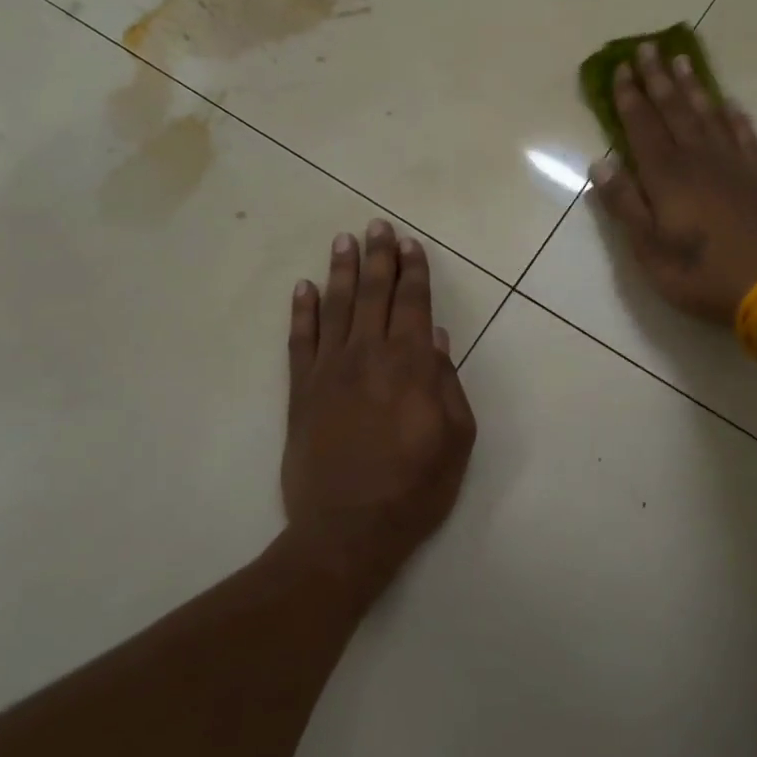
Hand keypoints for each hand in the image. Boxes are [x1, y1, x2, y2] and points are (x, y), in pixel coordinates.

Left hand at [282, 220, 476, 604]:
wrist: (348, 530)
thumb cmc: (415, 488)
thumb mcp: (456, 440)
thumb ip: (449, 384)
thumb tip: (439, 340)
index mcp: (411, 366)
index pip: (414, 305)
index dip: (413, 272)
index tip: (410, 244)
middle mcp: (368, 356)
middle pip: (373, 295)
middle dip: (378, 258)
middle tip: (377, 226)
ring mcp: (329, 371)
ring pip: (335, 308)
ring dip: (340, 272)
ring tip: (344, 241)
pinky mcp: (300, 392)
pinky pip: (299, 341)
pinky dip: (301, 312)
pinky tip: (303, 288)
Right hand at [589, 42, 756, 324]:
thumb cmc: (699, 274)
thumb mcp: (648, 249)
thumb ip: (625, 205)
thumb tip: (601, 163)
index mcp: (667, 177)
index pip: (643, 127)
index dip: (630, 98)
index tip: (621, 68)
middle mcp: (700, 160)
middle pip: (675, 111)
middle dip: (658, 79)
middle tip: (648, 47)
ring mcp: (734, 166)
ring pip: (709, 116)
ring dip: (694, 87)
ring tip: (683, 60)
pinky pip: (745, 136)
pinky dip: (735, 117)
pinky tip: (730, 105)